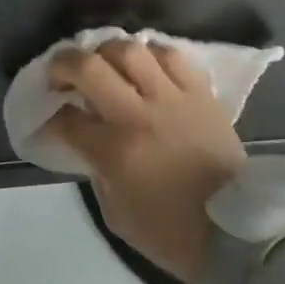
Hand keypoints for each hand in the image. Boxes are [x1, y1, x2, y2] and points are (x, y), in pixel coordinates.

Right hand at [48, 40, 246, 283]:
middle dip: (64, 64)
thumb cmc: (171, 233)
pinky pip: (172, 56)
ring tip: (104, 61)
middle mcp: (139, 115)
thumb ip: (96, 170)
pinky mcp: (201, 93)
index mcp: (115, 151)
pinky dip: (152, 52)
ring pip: (131, 50)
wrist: (235, 233)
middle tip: (60, 73)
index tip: (49, 117)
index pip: (66, 118)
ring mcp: (173, 98)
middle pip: (90, 68)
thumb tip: (87, 140)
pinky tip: (145, 61)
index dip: (51, 116)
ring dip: (107, 51)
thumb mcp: (116, 213)